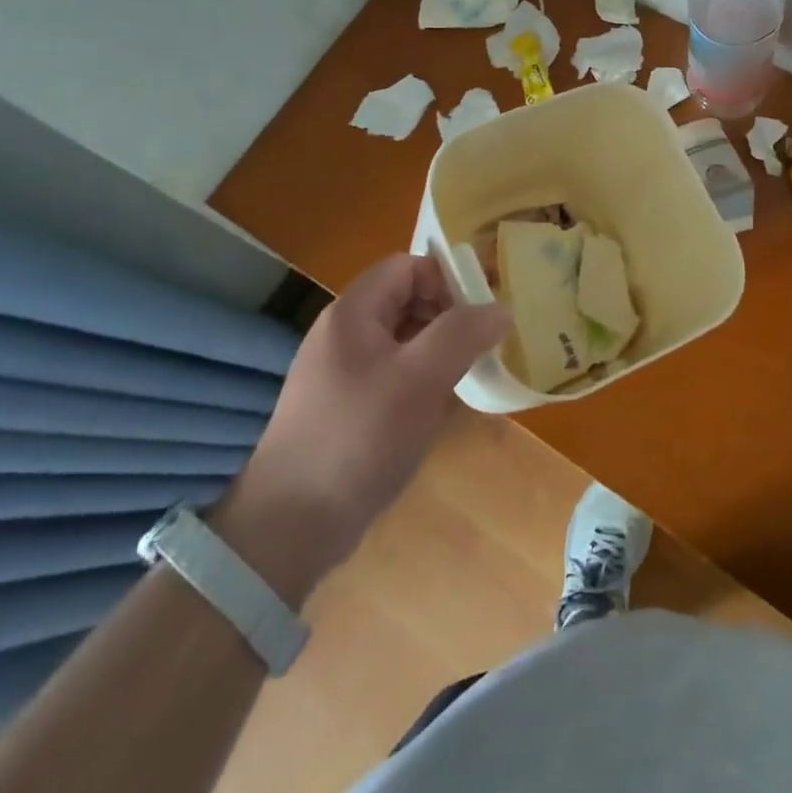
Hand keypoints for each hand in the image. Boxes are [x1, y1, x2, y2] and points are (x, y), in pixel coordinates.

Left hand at [210, 255, 509, 600]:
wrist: (291, 525)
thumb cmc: (359, 436)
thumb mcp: (420, 379)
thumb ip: (462, 334)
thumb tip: (500, 308)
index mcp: (353, 313)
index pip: (407, 266)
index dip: (447, 278)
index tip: (482, 309)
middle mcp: (343, 333)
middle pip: (404, 299)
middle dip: (447, 313)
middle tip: (483, 341)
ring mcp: (340, 372)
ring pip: (401, 339)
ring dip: (437, 347)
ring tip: (469, 372)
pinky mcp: (343, 407)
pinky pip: (391, 373)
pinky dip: (420, 378)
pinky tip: (440, 406)